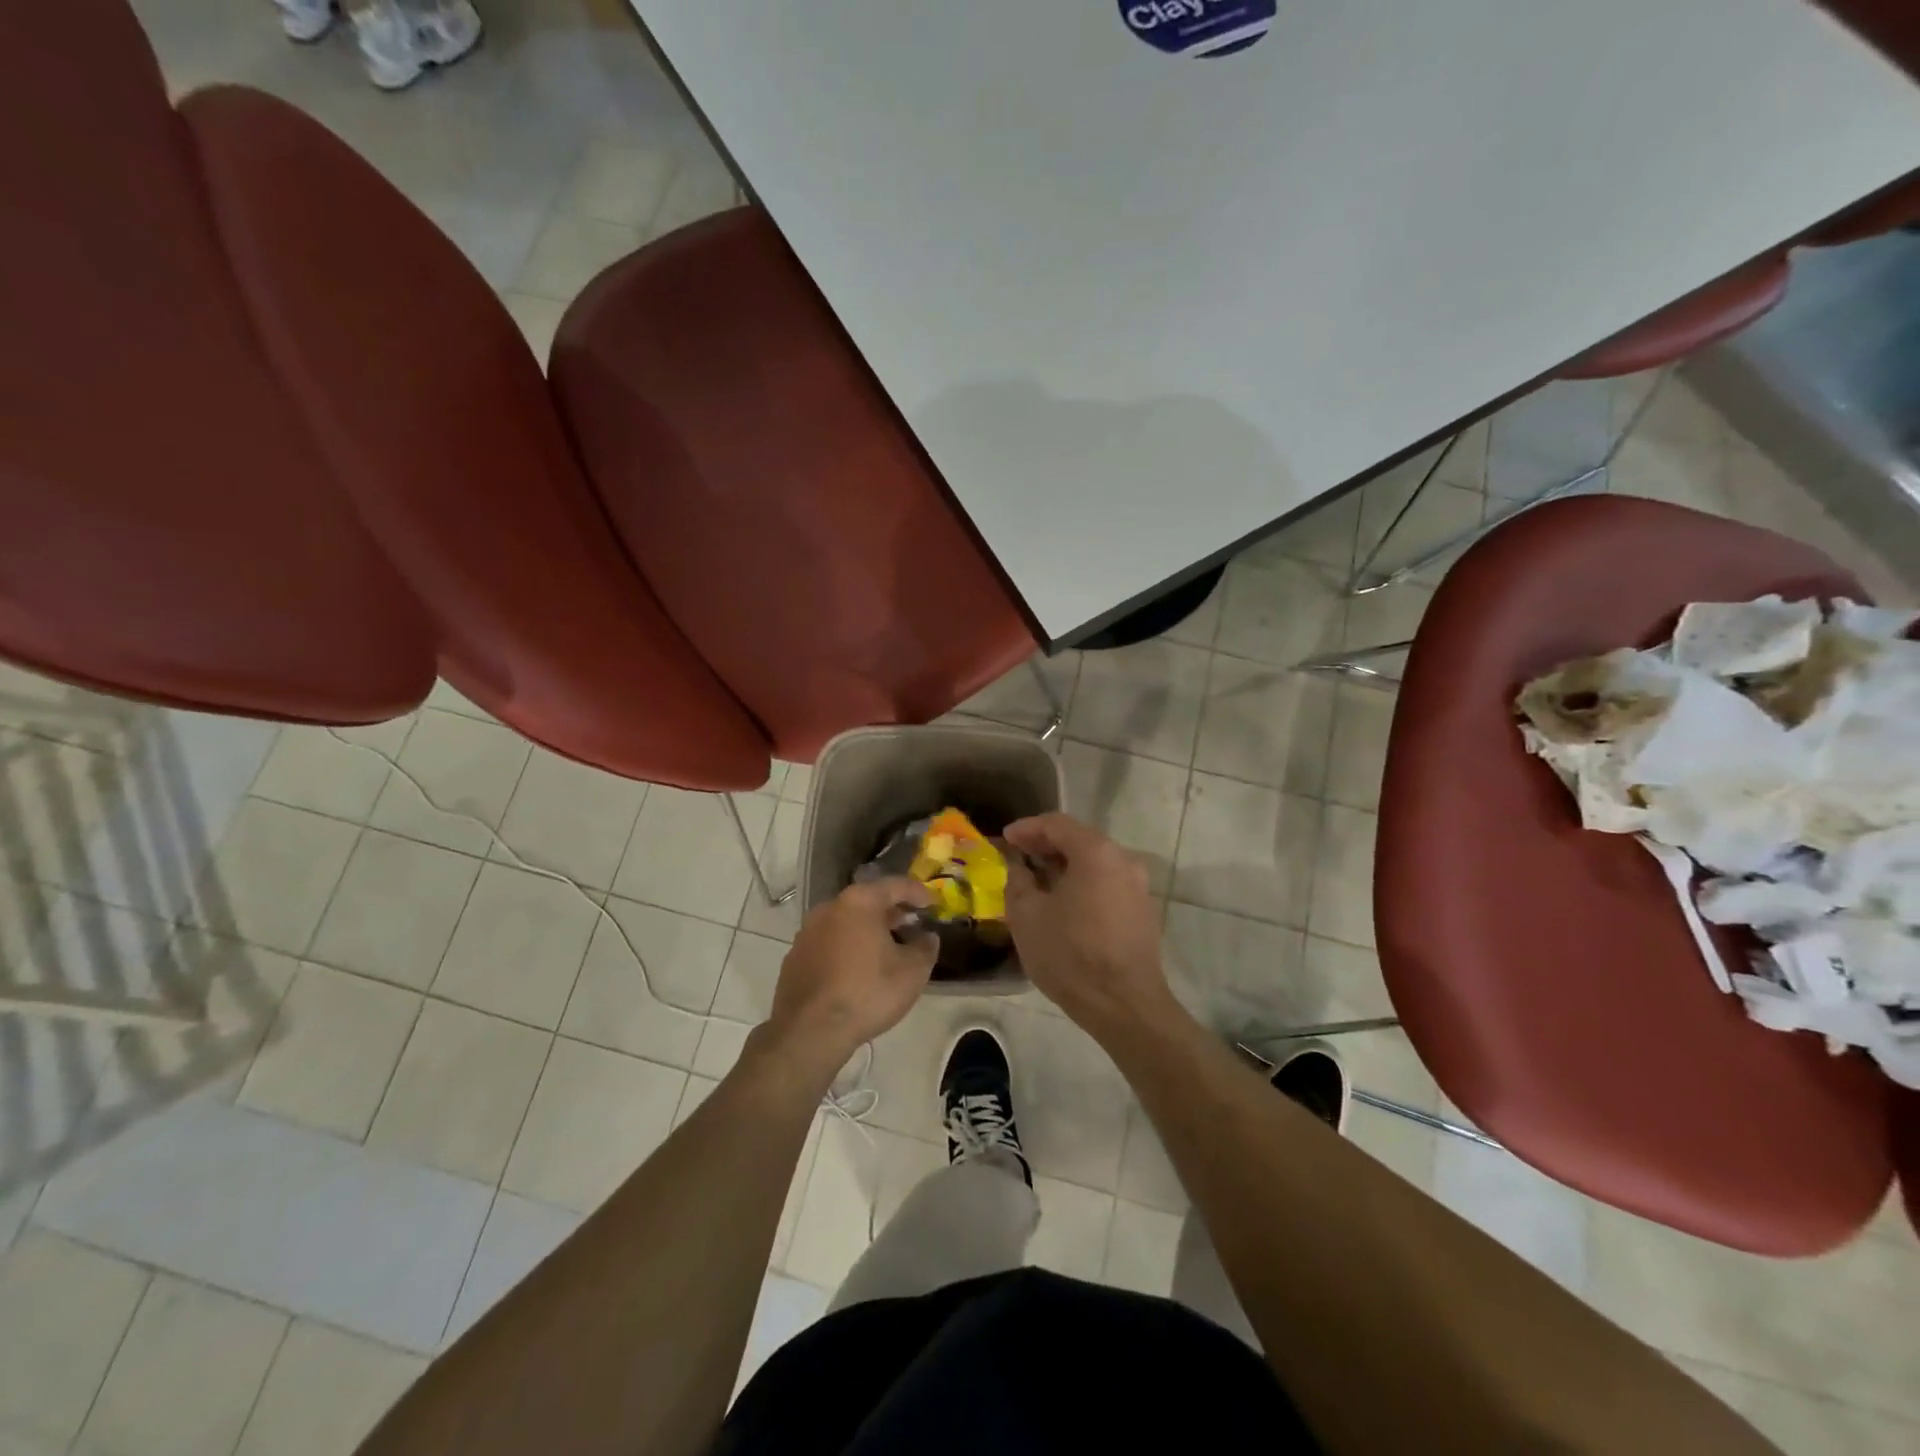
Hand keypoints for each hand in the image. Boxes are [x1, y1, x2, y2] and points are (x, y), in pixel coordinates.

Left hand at [766, 878, 937, 1073]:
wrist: (810, 1031)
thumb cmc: (868, 992)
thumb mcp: (913, 971)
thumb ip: (926, 947)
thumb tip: (927, 937)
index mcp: (859, 902)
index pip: (896, 885)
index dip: (919, 893)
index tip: (934, 904)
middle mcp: (830, 907)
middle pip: (868, 901)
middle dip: (892, 912)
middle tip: (912, 926)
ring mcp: (807, 932)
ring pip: (846, 922)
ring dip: (868, 930)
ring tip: (887, 949)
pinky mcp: (795, 957)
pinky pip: (829, 942)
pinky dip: (847, 947)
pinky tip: (858, 969)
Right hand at [1003, 813, 1172, 1035]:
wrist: (1124, 1005)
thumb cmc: (1071, 955)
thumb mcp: (1027, 916)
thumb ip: (1018, 882)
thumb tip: (1019, 868)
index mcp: (1096, 852)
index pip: (1057, 824)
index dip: (1027, 828)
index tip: (1005, 838)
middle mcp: (1124, 860)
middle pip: (1079, 840)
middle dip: (1045, 846)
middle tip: (1017, 856)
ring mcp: (1138, 887)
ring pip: (1094, 864)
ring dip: (1064, 867)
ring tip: (1036, 881)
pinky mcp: (1142, 912)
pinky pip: (1106, 884)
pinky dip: (1082, 884)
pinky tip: (1062, 904)